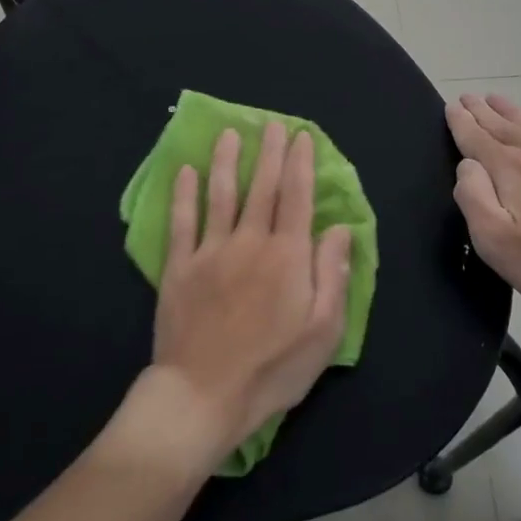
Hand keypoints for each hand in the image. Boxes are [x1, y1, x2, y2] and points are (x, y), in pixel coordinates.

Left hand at [152, 122, 352, 457]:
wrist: (203, 395)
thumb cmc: (272, 369)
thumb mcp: (323, 332)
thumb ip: (332, 275)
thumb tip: (340, 228)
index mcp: (288, 256)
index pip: (298, 198)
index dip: (301, 164)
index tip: (301, 137)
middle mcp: (250, 242)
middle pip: (263, 188)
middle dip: (270, 152)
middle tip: (272, 124)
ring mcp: (211, 252)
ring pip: (221, 194)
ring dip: (227, 161)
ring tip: (230, 134)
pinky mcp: (179, 267)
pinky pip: (182, 221)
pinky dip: (185, 193)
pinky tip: (186, 171)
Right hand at [448, 92, 520, 319]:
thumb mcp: (494, 239)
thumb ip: (473, 196)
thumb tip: (468, 165)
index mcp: (507, 169)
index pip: (475, 138)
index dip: (460, 122)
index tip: (451, 106)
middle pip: (500, 127)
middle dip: (481, 112)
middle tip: (466, 97)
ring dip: (510, 111)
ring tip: (494, 98)